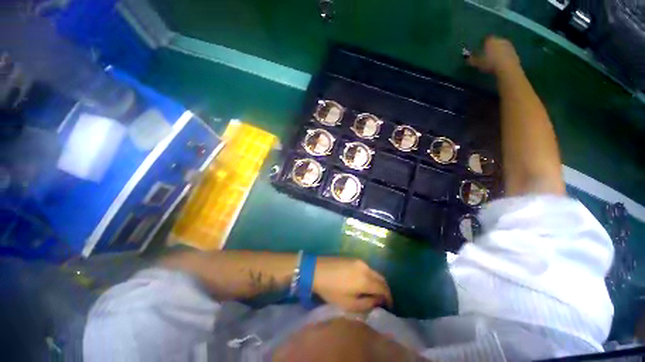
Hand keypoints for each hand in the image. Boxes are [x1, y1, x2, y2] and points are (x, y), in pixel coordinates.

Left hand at [313, 257, 392, 312]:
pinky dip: (370, 276)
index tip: (389, 307)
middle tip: (383, 300)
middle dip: (385, 290)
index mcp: (365, 280)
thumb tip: (378, 301)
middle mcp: (365, 268)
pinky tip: (363, 282)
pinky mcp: (352, 258)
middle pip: (381, 279)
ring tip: (373, 293)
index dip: (389, 299)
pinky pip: (367, 268)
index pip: (384, 289)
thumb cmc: (331, 289)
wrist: (316, 270)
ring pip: (374, 272)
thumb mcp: (348, 304)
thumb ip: (366, 304)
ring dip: (377, 282)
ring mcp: (359, 261)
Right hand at [467, 36, 519, 73]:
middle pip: (495, 42)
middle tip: (487, 55)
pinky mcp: (514, 51)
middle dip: (491, 47)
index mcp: (490, 40)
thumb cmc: (490, 63)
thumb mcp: (477, 63)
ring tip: (494, 60)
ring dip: (498, 51)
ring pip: (501, 47)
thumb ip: (471, 60)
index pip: (485, 39)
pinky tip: (500, 63)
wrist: (506, 67)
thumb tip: (467, 58)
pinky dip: (504, 56)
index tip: (480, 50)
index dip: (482, 44)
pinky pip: (507, 52)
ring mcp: (508, 45)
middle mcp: (500, 39)